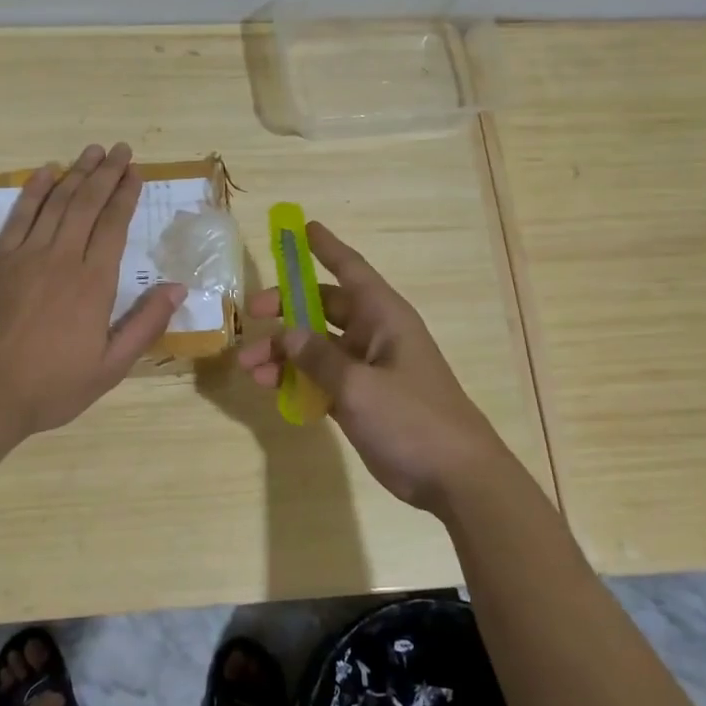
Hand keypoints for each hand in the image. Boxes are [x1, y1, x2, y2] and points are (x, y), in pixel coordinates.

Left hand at [0, 142, 184, 444]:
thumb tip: (178, 287)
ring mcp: (25, 255)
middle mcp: (62, 258)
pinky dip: (34, 191)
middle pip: (87, 203)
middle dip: (105, 173)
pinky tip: (45, 172)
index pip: (114, 225)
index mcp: (94, 283)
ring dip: (75, 173)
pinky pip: (18, 215)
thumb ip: (145, 325)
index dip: (126, 195)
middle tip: (120, 149)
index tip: (135, 172)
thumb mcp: (111, 367)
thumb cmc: (52, 385)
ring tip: (91, 151)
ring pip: (56, 203)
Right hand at [235, 220, 511, 512]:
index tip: (301, 227)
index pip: (351, 270)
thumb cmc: (413, 420)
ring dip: (284, 353)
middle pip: (324, 309)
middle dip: (286, 309)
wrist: (456, 478)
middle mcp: (376, 335)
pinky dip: (297, 380)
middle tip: (250, 314)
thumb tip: (287, 333)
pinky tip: (271, 388)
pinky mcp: (363, 399)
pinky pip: (322, 378)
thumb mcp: (359, 386)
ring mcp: (369, 369)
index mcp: (384, 318)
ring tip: (249, 368)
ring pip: (317, 347)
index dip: (326, 247)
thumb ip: (318, 357)